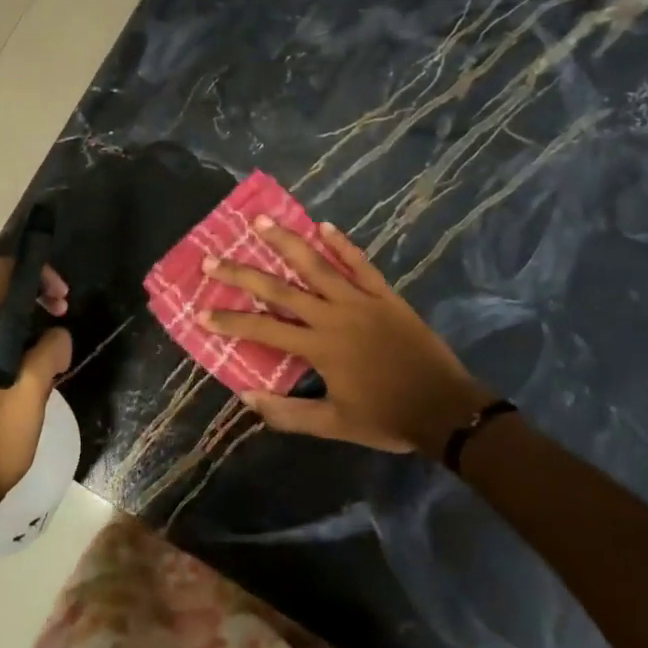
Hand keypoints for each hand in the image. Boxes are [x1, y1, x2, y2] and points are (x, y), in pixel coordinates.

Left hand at [0, 258, 71, 515]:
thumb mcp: (31, 390)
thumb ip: (50, 349)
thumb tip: (58, 334)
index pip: (0, 274)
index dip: (36, 276)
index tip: (62, 299)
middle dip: (33, 299)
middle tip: (63, 316)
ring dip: (25, 323)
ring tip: (53, 347)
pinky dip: (11, 342)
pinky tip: (34, 365)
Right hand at [198, 219, 490, 455]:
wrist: (447, 409)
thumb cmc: (387, 418)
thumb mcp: (334, 425)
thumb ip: (289, 414)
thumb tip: (246, 397)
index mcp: (319, 347)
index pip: (262, 329)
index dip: (229, 321)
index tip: (200, 311)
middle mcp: (333, 316)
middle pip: (279, 288)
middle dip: (242, 274)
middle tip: (212, 258)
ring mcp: (361, 301)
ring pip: (316, 265)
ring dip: (286, 242)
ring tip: (260, 221)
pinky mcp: (385, 295)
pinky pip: (360, 264)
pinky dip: (342, 244)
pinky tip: (323, 226)